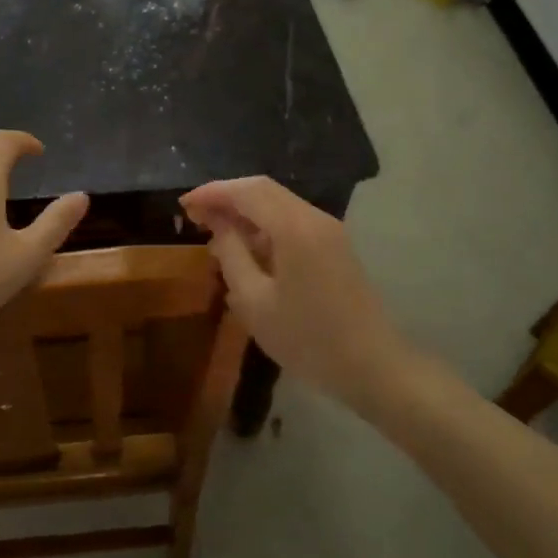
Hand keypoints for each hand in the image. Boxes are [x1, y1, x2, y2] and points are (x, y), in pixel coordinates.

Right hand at [180, 177, 409, 405]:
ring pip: (278, 203)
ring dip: (245, 210)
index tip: (184, 205)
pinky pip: (292, 220)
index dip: (212, 192)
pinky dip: (264, 224)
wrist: (373, 367)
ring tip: (215, 231)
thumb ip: (231, 255)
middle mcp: (314, 218)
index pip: (247, 191)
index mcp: (294, 228)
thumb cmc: (308, 339)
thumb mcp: (255, 302)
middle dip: (227, 197)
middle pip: (263, 190)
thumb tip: (218, 225)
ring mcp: (329, 230)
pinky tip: (247, 248)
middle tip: (194, 215)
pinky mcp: (335, 245)